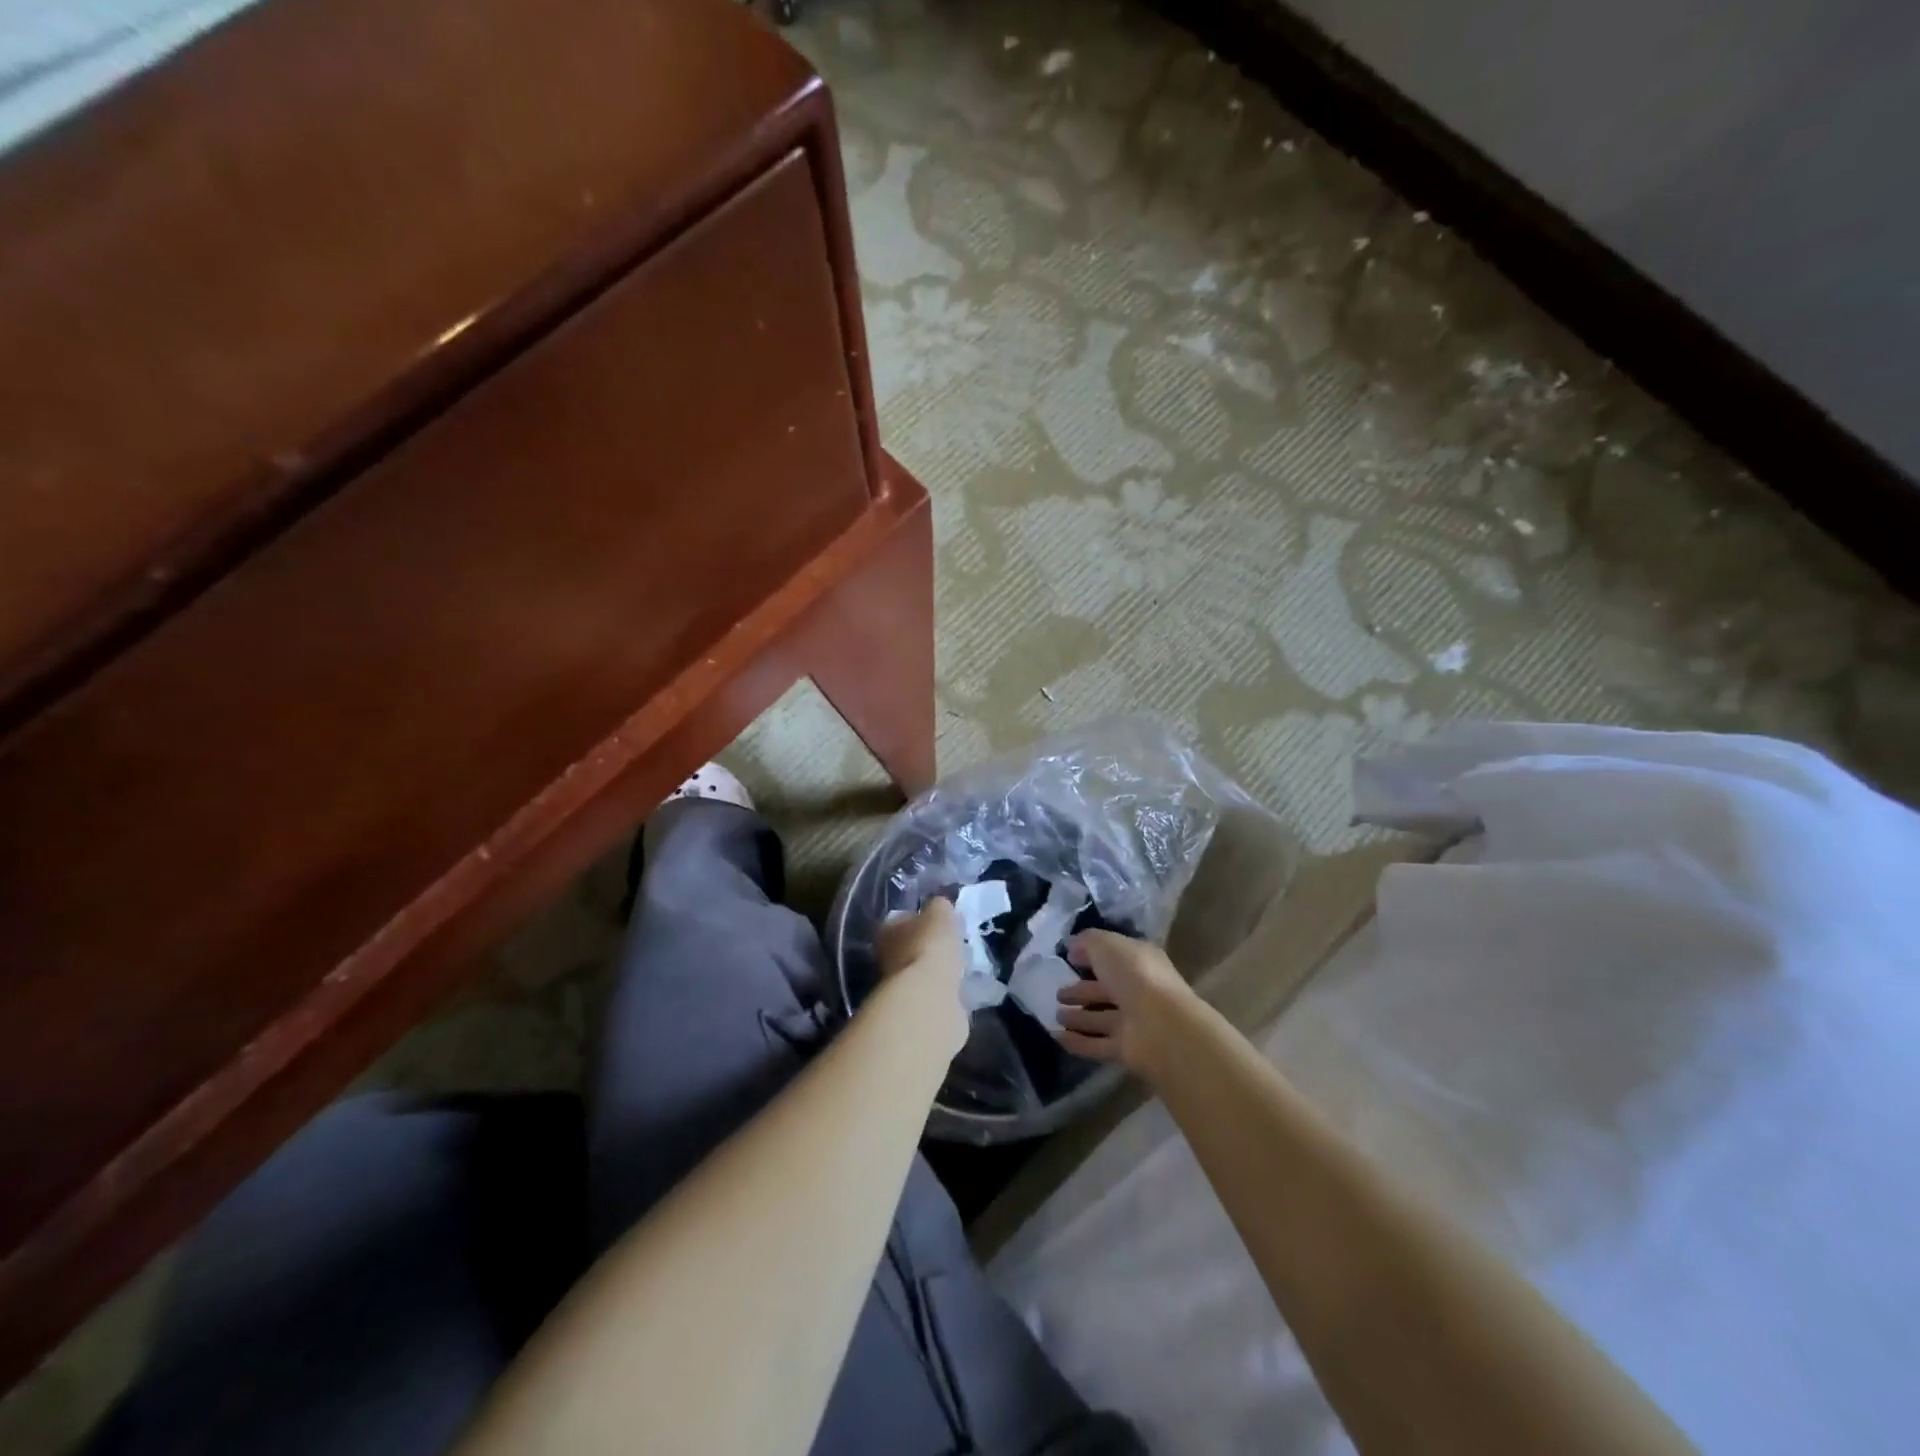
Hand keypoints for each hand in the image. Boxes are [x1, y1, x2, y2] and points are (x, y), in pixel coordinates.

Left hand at [873, 899, 968, 1056]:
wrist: (929, 1000)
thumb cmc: (929, 948)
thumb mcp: (940, 914)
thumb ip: (939, 907)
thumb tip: (940, 906)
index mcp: (887, 932)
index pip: (900, 920)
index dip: (919, 919)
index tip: (939, 922)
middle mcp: (886, 959)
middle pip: (909, 948)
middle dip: (927, 947)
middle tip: (951, 945)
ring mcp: (899, 989)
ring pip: (920, 973)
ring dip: (936, 971)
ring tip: (959, 966)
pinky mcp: (916, 1011)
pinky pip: (933, 995)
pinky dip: (944, 993)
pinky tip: (960, 990)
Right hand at [1057, 930, 1195, 1074]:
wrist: (1161, 1026)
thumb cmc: (1134, 975)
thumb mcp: (1107, 945)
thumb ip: (1087, 942)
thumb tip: (1073, 947)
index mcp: (1140, 962)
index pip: (1113, 957)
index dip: (1091, 956)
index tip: (1068, 958)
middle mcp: (1138, 991)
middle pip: (1106, 990)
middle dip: (1082, 991)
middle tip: (1058, 993)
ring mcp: (1134, 1022)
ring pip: (1101, 1018)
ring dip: (1079, 1017)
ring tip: (1055, 1015)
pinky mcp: (1126, 1050)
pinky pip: (1097, 1044)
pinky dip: (1078, 1042)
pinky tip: (1056, 1037)